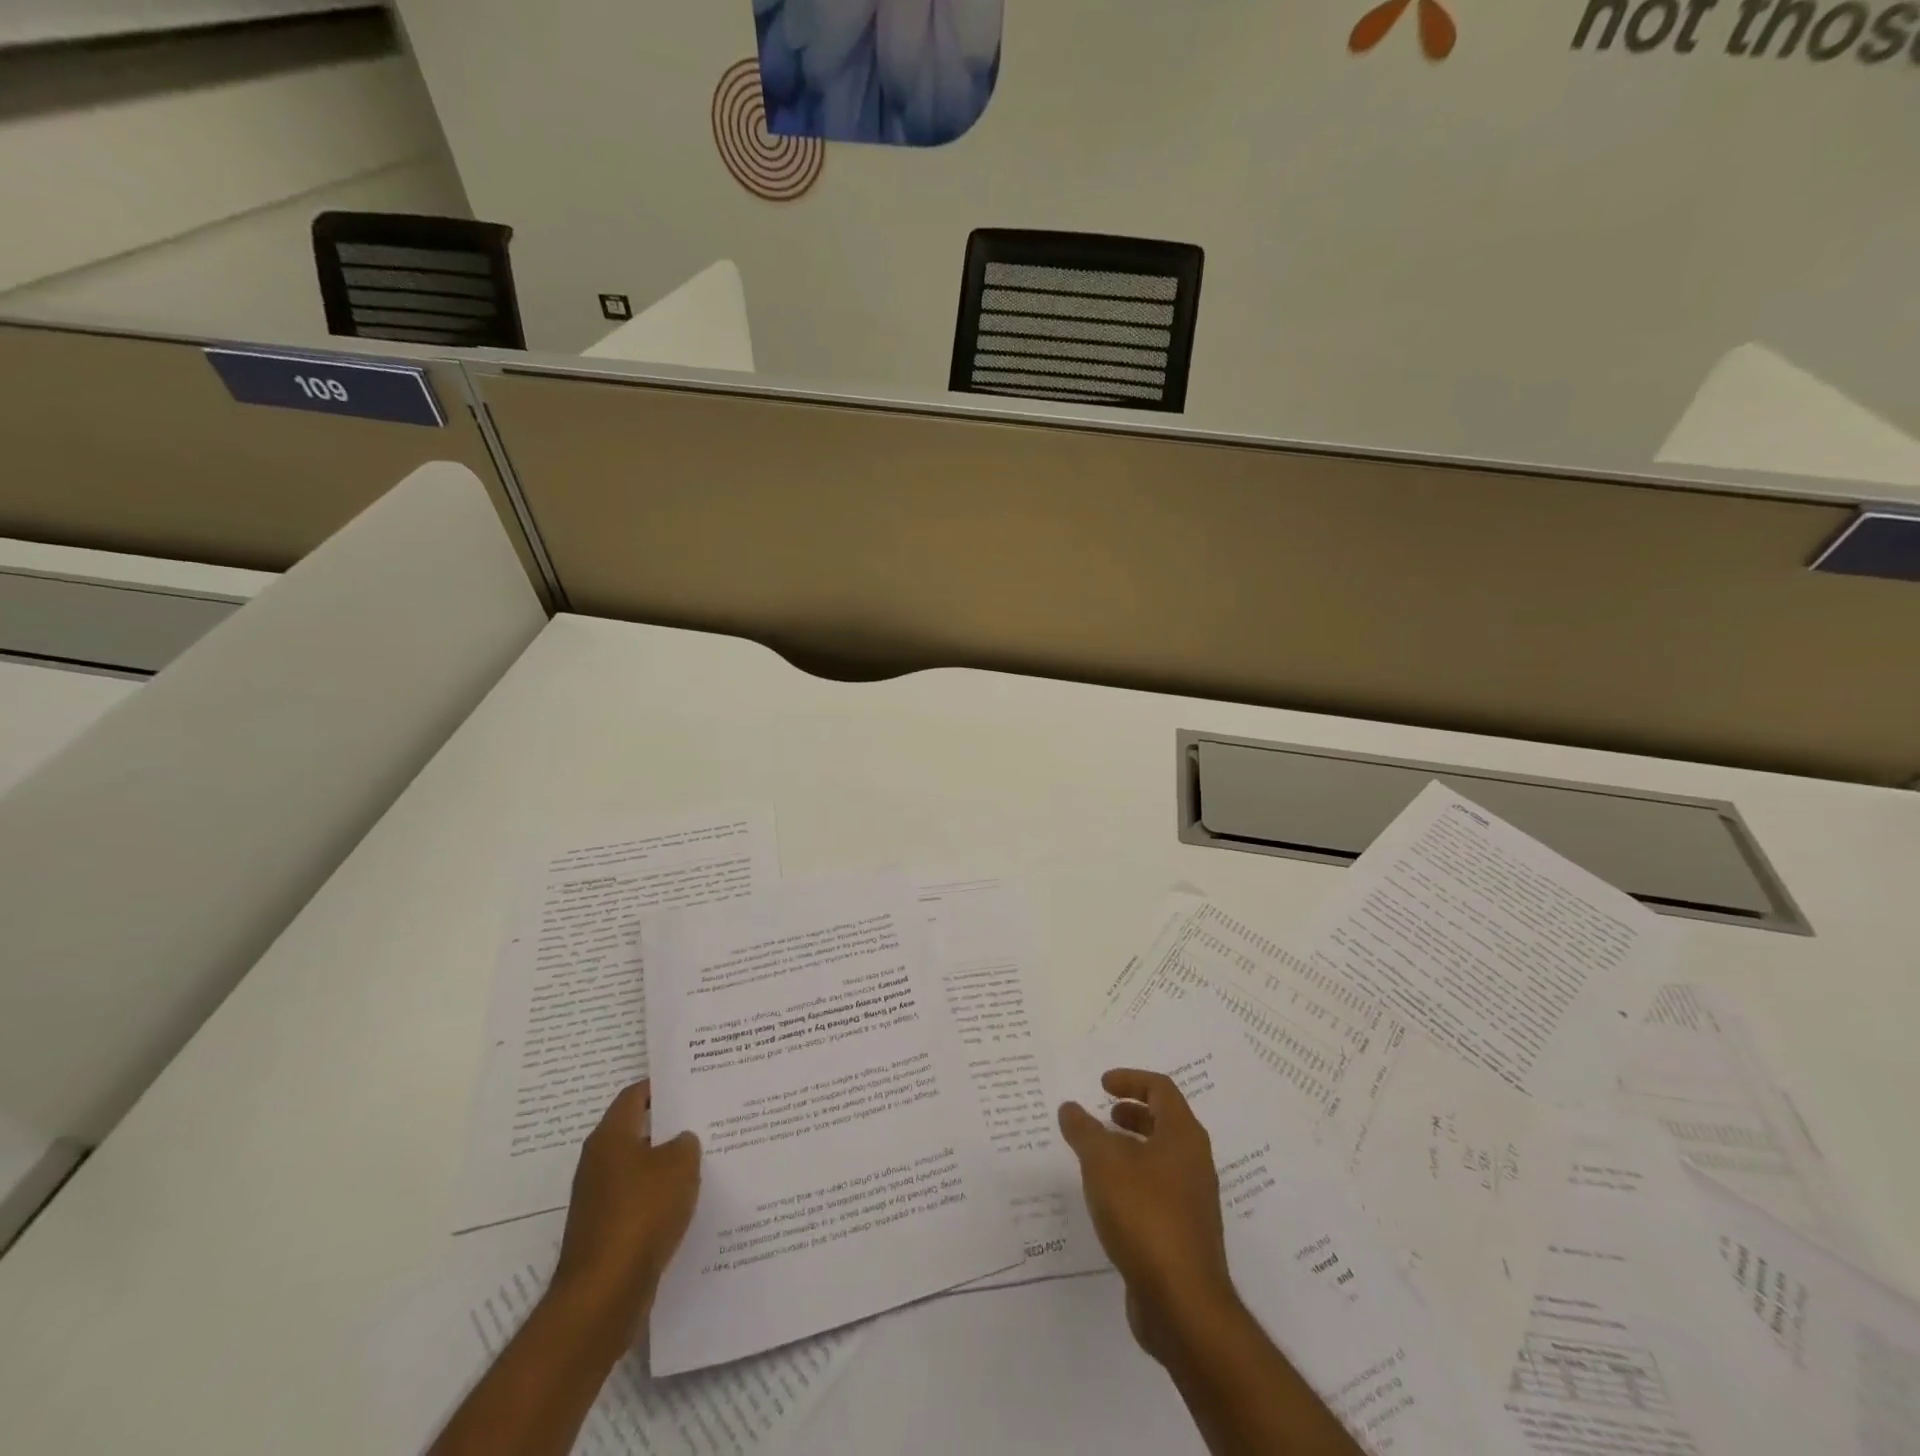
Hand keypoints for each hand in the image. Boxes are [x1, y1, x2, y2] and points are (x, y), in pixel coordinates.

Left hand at [550, 1080, 701, 1331]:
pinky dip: (660, 1199)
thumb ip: (686, 1144)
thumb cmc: (641, 1214)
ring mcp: (599, 1200)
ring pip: (639, 1170)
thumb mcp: (680, 1165)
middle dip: (669, 1126)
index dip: (661, 1086)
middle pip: (637, 1132)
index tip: (691, 1082)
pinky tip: (688, 1203)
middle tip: (705, 1119)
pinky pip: (638, 1203)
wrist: (604, 1295)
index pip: (634, 1095)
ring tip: (705, 1160)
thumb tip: (681, 1141)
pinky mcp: (605, 1233)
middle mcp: (598, 1163)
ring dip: (667, 1166)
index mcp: (610, 1137)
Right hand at [1058, 1070, 1239, 1364]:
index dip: (1130, 1080)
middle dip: (1132, 1113)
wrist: (1182, 1303)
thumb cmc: (1144, 1215)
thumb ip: (1084, 1130)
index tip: (1101, 1085)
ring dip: (1132, 1149)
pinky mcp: (1185, 1234)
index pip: (1160, 1089)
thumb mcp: (1103, 1163)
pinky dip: (1134, 1181)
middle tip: (1104, 1116)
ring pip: (1162, 1158)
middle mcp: (1195, 1162)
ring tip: (1099, 1157)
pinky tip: (1109, 1200)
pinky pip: (1159, 1191)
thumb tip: (1070, 1108)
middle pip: (1165, 1122)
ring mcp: (1193, 1201)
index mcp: (1183, 1136)